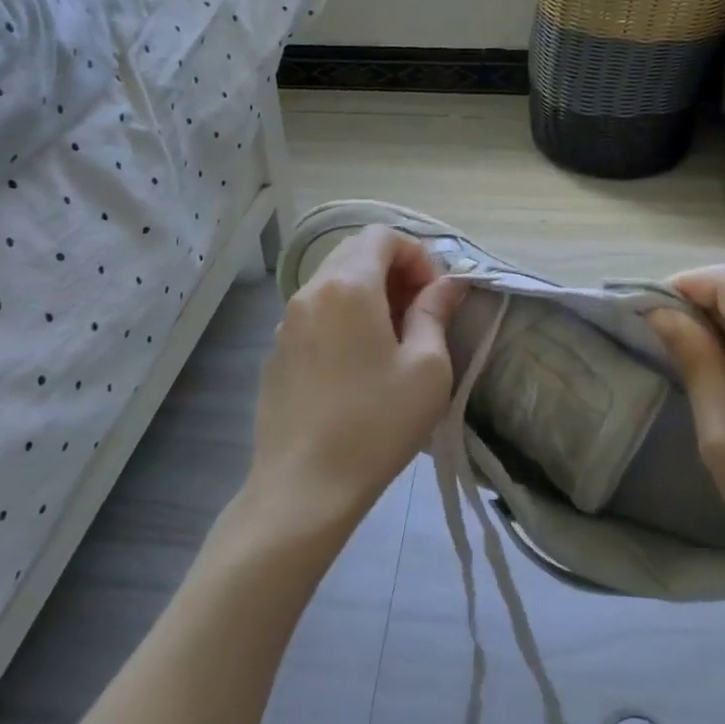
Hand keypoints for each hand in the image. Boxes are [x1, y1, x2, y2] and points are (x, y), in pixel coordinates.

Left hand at [248, 226, 465, 536]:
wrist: (304, 488)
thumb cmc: (376, 424)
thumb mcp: (427, 369)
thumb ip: (435, 313)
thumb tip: (447, 284)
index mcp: (347, 286)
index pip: (382, 236)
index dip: (417, 255)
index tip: (435, 296)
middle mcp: (309, 292)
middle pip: (355, 253)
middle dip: (394, 271)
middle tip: (420, 313)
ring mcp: (286, 323)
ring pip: (333, 283)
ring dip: (368, 294)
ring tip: (393, 340)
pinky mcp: (277, 353)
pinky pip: (316, 314)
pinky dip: (343, 318)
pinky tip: (358, 365)